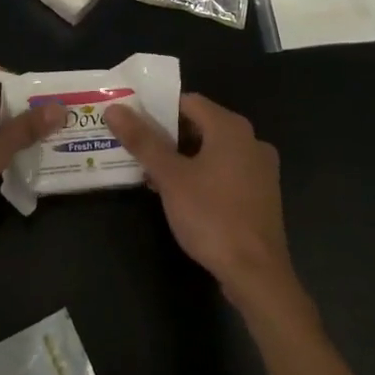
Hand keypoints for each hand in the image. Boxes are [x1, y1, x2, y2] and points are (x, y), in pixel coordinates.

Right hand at [106, 93, 293, 305]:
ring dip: (182, 158)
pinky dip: (201, 175)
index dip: (156, 109)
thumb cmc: (211, 216)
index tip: (131, 123)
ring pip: (212, 150)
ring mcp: (260, 169)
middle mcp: (251, 140)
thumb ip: (142, 140)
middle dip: (166, 137)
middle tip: (135, 150)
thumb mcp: (170, 177)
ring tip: (151, 175)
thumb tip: (114, 109)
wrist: (256, 273)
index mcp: (231, 128)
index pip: (187, 101)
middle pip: (200, 125)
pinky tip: (179, 195)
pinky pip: (225, 171)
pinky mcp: (261, 194)